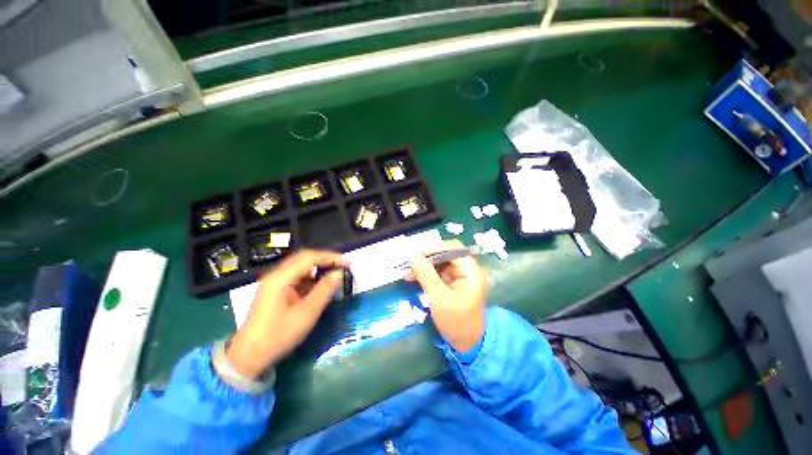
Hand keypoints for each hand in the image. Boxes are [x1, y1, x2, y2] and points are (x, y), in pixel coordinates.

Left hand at [227, 250, 348, 378]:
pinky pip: (297, 277)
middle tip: (342, 266)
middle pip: (304, 258)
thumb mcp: (306, 314)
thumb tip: (339, 273)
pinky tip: (320, 286)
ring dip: (319, 268)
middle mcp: (276, 275)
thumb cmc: (278, 335)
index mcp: (281, 278)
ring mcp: (275, 283)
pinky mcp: (276, 291)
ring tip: (334, 275)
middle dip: (325, 260)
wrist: (249, 357)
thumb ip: (324, 291)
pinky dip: (311, 278)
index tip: (348, 263)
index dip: (331, 257)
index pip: (310, 257)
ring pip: (301, 267)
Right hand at [405, 240, 488, 352]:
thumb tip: (412, 255)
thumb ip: (426, 274)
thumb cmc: (457, 322)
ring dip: (423, 266)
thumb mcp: (439, 298)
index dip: (434, 249)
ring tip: (408, 274)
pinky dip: (426, 274)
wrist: (468, 344)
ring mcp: (459, 276)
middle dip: (426, 258)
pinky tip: (414, 278)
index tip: (416, 256)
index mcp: (470, 270)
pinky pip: (437, 272)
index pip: (452, 248)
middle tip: (409, 265)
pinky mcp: (452, 283)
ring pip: (439, 263)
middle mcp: (466, 269)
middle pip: (445, 254)